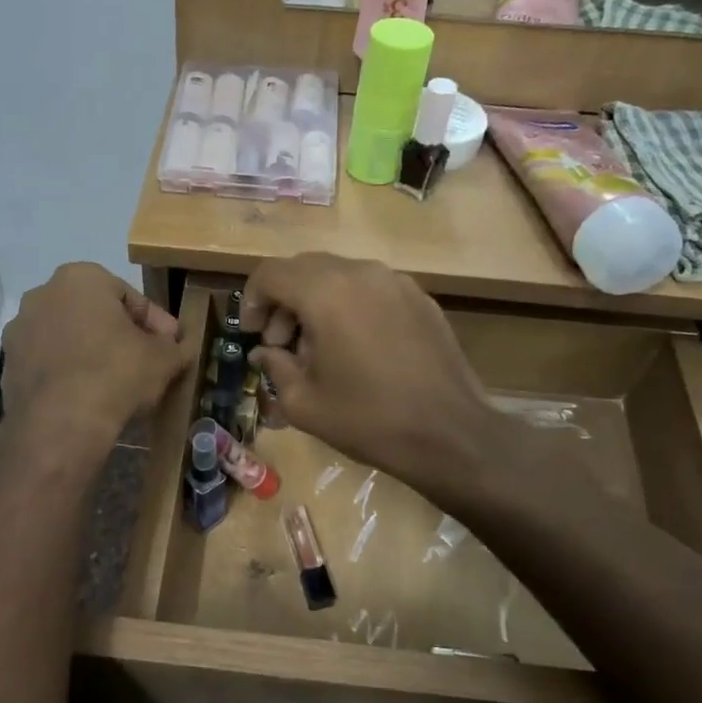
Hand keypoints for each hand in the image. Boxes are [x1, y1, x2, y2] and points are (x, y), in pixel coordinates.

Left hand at [2, 264, 192, 450]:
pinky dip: (69, 374)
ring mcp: (19, 331)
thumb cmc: (117, 374)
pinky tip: (88, 398)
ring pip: (69, 338)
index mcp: (81, 278)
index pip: (131, 298)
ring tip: (116, 384)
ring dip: (92, 354)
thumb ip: (176, 347)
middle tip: (146, 363)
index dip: (157, 324)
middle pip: (95, 314)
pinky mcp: (8, 366)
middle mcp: (42, 294)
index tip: (172, 347)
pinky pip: (50, 364)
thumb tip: (179, 347)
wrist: (60, 423)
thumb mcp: (163, 359)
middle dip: (120, 336)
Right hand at [240, 254, 497, 492]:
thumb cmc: (367, 419)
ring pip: (340, 276)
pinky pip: (371, 290)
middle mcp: (361, 273)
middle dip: (283, 302)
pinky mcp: (421, 298)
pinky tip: (356, 349)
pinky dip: (350, 307)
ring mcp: (396, 282)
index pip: (271, 273)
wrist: (449, 433)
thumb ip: (275, 367)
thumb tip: (264, 353)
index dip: (251, 301)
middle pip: (305, 269)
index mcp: (326, 292)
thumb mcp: (304, 403)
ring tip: (317, 350)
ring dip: (316, 303)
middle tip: (280, 344)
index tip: (252, 335)